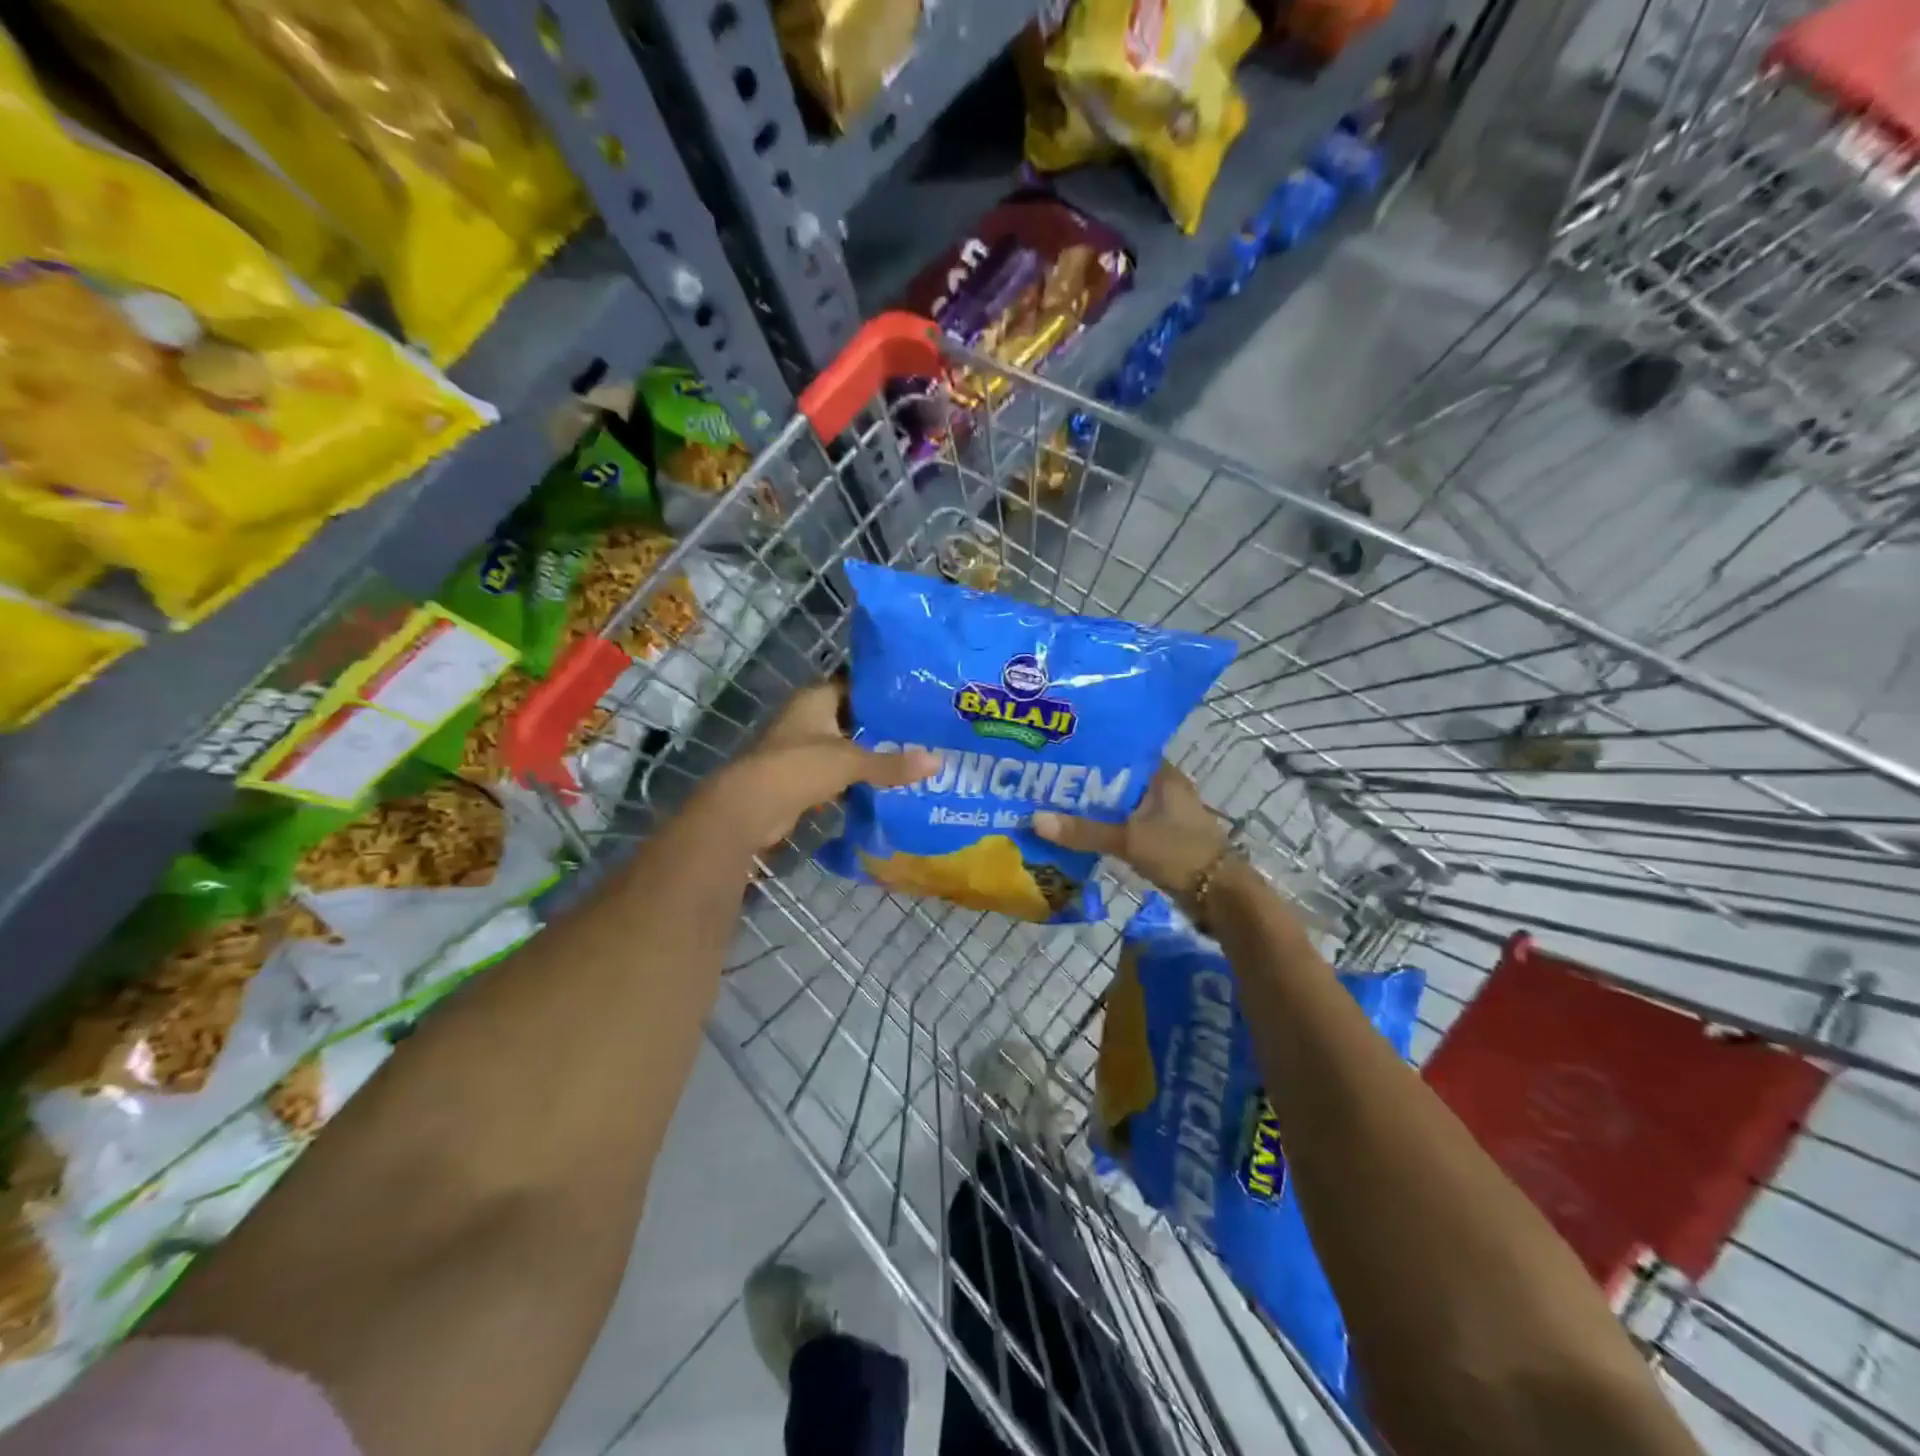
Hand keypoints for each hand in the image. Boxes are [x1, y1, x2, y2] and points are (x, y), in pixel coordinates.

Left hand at [695, 683, 935, 850]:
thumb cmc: (799, 767)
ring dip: (872, 754)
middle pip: (853, 717)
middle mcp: (808, 717)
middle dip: (884, 726)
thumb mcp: (850, 761)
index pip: (856, 684)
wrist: (751, 808)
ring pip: (846, 746)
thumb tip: (938, 763)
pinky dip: (858, 778)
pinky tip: (888, 784)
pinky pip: (838, 772)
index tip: (917, 697)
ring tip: (914, 756)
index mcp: (816, 699)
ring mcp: (803, 747)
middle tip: (924, 730)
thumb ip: (892, 763)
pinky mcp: (803, 776)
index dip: (884, 690)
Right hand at [1032, 763, 1229, 909]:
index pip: (1121, 751)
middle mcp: (1161, 789)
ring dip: (1091, 807)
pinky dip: (1102, 827)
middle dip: (1083, 782)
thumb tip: (1035, 819)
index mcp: (1162, 775)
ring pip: (1117, 804)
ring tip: (1051, 803)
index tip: (1058, 751)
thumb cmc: (1180, 854)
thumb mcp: (1129, 840)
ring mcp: (1160, 814)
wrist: (1219, 896)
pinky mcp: (1157, 837)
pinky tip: (1075, 831)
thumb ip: (1084, 831)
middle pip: (1115, 779)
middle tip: (1043, 779)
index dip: (1091, 750)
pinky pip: (1122, 825)